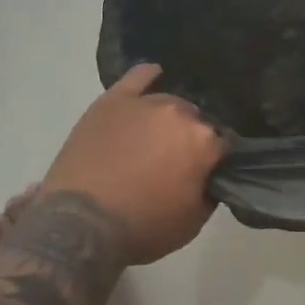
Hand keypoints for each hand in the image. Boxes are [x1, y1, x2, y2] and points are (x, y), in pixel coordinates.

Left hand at [39, 64, 225, 264]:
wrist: (80, 225)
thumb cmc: (142, 228)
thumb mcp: (192, 222)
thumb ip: (211, 190)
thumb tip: (212, 174)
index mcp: (204, 142)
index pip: (224, 143)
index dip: (217, 159)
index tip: (209, 171)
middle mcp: (181, 114)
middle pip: (197, 120)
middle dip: (192, 138)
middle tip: (178, 160)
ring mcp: (146, 103)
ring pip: (170, 102)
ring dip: (170, 118)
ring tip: (156, 135)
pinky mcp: (114, 100)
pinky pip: (139, 76)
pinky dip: (149, 76)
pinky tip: (154, 77)